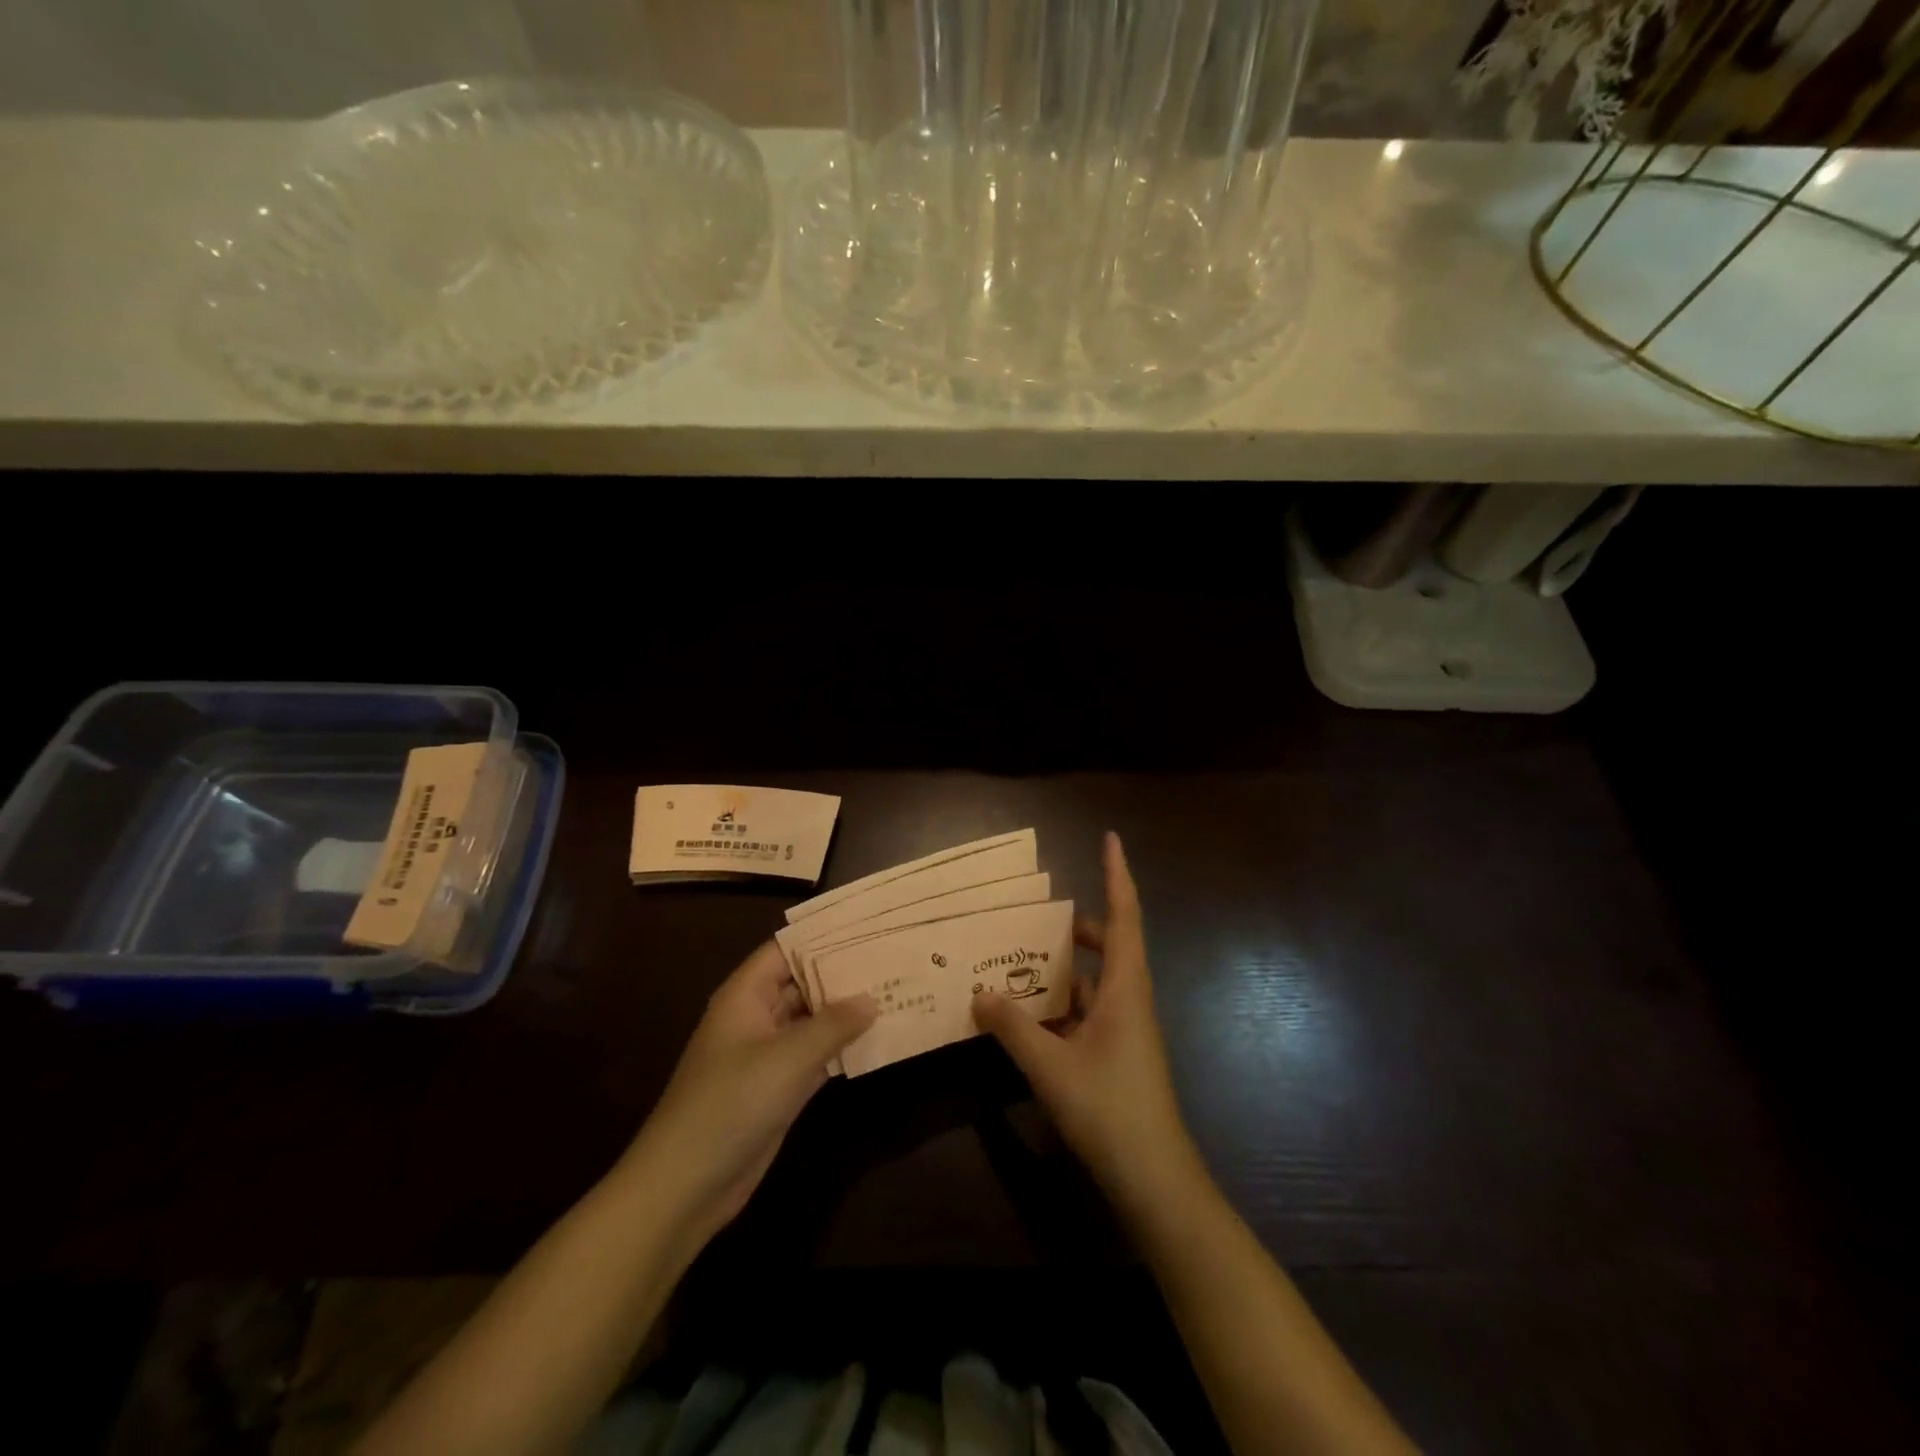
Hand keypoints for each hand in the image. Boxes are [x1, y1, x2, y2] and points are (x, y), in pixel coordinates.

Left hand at [626, 941, 875, 1242]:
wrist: (686, 1185)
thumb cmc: (731, 1103)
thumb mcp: (787, 1058)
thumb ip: (833, 1025)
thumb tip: (872, 998)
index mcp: (746, 995)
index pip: (786, 950)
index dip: (822, 936)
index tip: (866, 926)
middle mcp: (757, 1017)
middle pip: (803, 983)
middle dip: (843, 973)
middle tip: (892, 957)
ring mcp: (768, 1054)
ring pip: (812, 1020)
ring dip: (847, 1012)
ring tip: (894, 990)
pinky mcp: (779, 1087)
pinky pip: (815, 1055)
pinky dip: (842, 1047)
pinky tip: (878, 1038)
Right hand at [972, 833, 1200, 1208]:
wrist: (1154, 1178)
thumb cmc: (1109, 1109)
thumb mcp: (1050, 1066)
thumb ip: (1012, 1027)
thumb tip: (978, 992)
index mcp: (1124, 987)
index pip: (1124, 915)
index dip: (1117, 874)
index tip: (1110, 838)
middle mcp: (1129, 998)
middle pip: (1109, 943)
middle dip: (1077, 924)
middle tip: (1038, 915)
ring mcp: (1126, 1027)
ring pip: (1095, 980)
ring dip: (1064, 967)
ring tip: (1020, 960)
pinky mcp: (1117, 1052)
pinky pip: (1087, 1011)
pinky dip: (1061, 1004)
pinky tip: (1027, 1015)